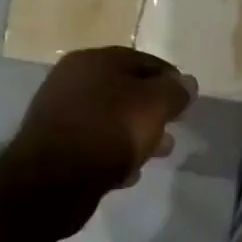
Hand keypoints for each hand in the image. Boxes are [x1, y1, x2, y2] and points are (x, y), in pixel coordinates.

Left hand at [8, 47, 194, 201]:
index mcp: (94, 60)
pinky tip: (127, 171)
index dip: (170, 79)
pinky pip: (94, 143)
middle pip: (126, 90)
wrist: (53, 180)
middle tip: (173, 128)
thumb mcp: (153, 105)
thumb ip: (174, 91)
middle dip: (153, 109)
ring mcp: (60, 113)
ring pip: (111, 118)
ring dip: (136, 133)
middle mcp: (72, 80)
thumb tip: (187, 83)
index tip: (187, 101)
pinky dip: (113, 152)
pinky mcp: (55, 146)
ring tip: (157, 153)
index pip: (144, 61)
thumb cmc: (109, 131)